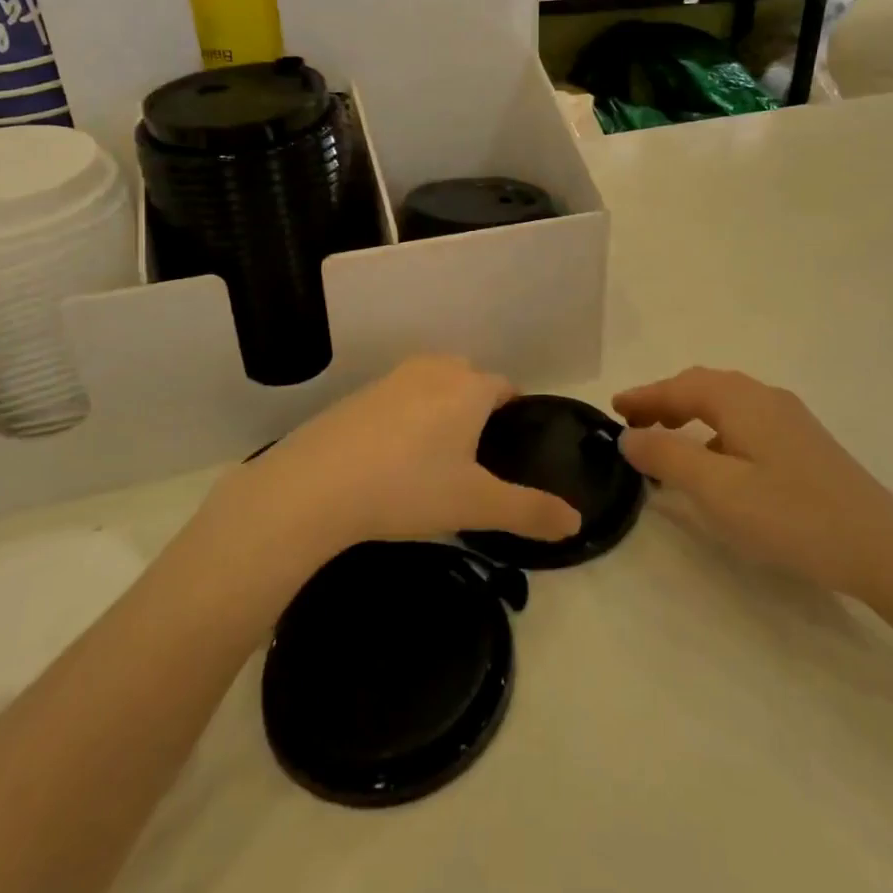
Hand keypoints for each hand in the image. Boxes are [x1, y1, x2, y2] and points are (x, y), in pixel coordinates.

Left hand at [198, 357, 581, 568]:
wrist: (316, 485)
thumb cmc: (408, 487)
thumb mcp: (475, 505)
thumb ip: (530, 511)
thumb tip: (576, 522)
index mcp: (469, 388)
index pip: (505, 387)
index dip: (514, 412)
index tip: (512, 444)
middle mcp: (434, 370)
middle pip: (469, 378)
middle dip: (478, 406)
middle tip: (476, 454)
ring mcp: (392, 379)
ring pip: (432, 384)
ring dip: (441, 408)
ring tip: (436, 455)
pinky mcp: (358, 394)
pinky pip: (398, 397)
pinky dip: (406, 416)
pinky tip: (393, 455)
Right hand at [614, 367, 892, 596]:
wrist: (883, 548)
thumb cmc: (792, 515)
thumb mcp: (718, 490)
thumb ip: (668, 458)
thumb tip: (629, 436)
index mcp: (742, 401)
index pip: (681, 386)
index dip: (645, 396)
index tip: (613, 408)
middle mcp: (766, 398)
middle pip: (704, 387)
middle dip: (665, 400)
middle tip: (634, 423)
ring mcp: (790, 420)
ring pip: (727, 404)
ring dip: (690, 414)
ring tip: (666, 440)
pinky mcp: (804, 444)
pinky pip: (745, 422)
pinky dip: (715, 431)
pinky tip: (715, 463)